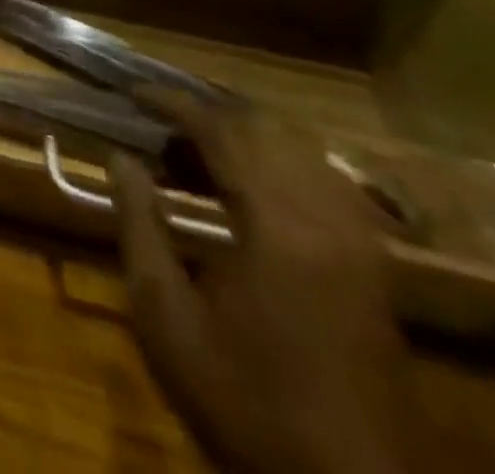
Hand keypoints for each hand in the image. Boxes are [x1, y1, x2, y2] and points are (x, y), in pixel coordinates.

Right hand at [112, 90, 422, 473]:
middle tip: (158, 122)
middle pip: (266, 131)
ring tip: (196, 149)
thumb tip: (119, 158)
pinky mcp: (375, 270)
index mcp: (277, 227)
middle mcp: (327, 222)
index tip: (133, 94)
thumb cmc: (242, 401)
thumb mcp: (165, 315)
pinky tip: (254, 184)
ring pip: (301, 152)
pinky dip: (283, 165)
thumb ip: (139, 225)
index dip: (174, 103)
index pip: (223, 132)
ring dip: (246, 136)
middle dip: (207, 113)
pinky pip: (328, 184)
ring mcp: (360, 246)